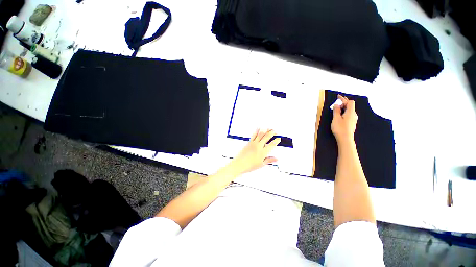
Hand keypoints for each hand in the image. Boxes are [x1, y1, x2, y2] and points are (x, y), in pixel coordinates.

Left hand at [229, 129, 280, 174]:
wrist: (239, 164)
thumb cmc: (250, 165)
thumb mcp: (261, 164)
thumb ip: (269, 160)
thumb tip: (276, 158)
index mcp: (263, 152)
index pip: (272, 145)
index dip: (276, 141)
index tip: (278, 138)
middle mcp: (259, 146)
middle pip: (267, 137)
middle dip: (272, 133)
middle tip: (275, 131)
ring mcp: (253, 143)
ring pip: (260, 134)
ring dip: (265, 130)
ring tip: (268, 128)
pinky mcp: (249, 142)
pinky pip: (254, 135)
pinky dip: (257, 131)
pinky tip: (259, 129)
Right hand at [331, 95, 357, 143]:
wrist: (345, 139)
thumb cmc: (340, 128)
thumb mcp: (336, 118)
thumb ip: (336, 110)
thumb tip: (337, 104)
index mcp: (350, 112)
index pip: (350, 102)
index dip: (344, 99)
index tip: (338, 97)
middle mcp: (353, 115)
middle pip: (350, 106)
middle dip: (343, 103)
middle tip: (336, 103)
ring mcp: (353, 119)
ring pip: (349, 111)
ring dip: (343, 108)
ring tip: (336, 109)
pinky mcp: (351, 123)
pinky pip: (348, 115)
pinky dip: (344, 112)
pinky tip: (340, 115)